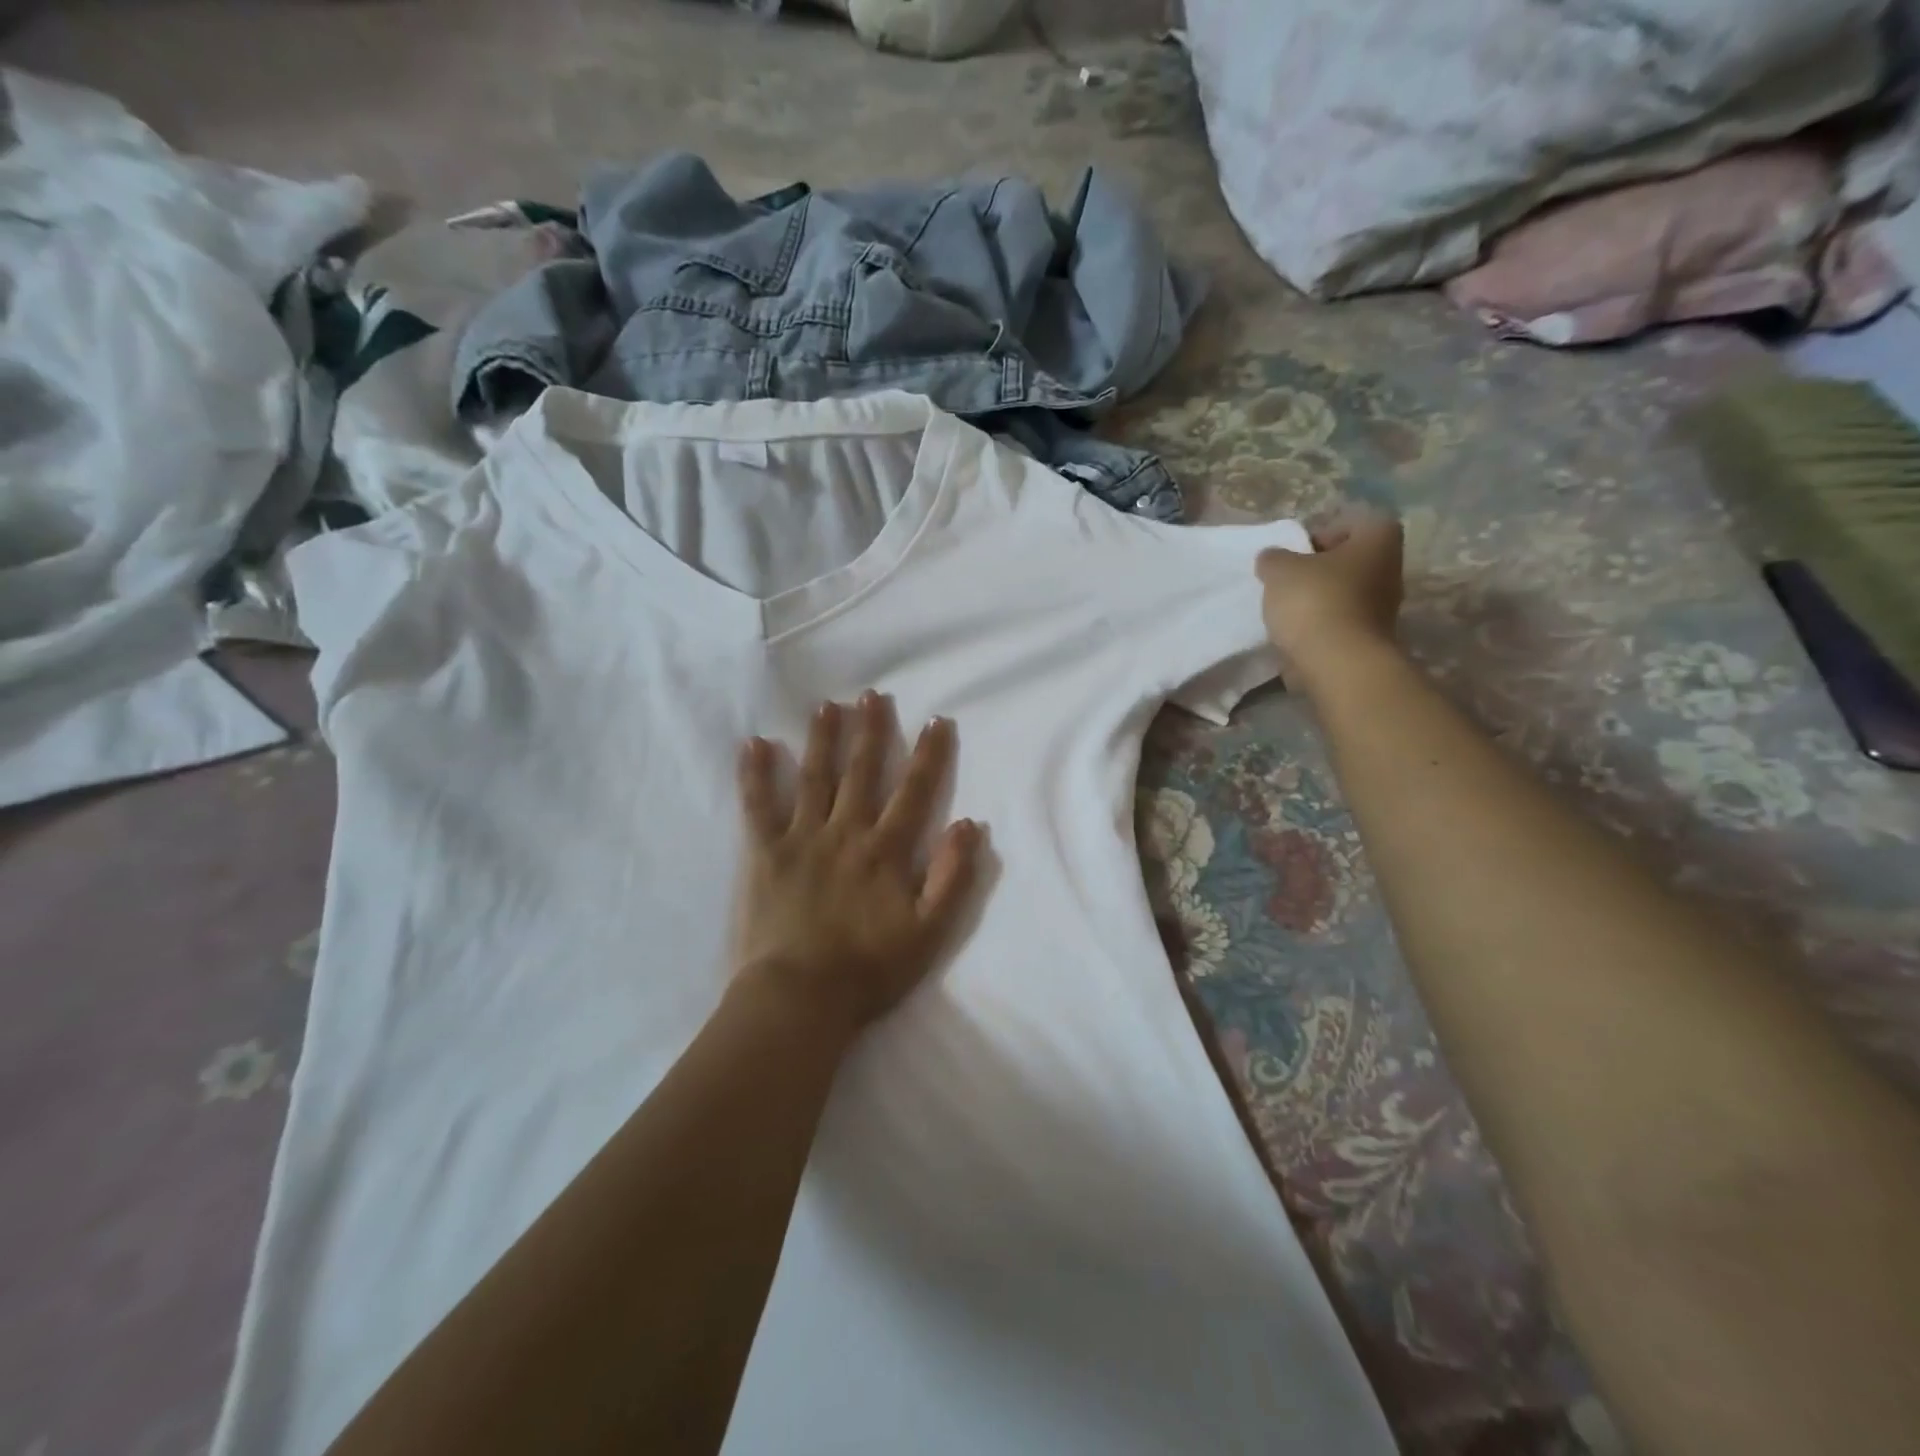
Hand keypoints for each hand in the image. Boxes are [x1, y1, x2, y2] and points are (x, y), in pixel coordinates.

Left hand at [731, 694, 982, 1040]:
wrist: (801, 998)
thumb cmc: (870, 969)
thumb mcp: (929, 932)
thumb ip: (953, 878)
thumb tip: (968, 825)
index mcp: (886, 850)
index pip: (914, 792)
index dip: (928, 755)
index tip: (936, 721)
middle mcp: (846, 832)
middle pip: (862, 773)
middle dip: (871, 732)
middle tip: (872, 696)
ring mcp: (803, 839)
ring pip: (815, 778)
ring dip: (823, 739)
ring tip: (827, 706)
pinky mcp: (765, 854)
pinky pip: (758, 807)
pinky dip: (755, 775)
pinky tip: (754, 744)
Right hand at [1257, 508, 1404, 693]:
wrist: (1337, 663)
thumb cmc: (1314, 601)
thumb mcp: (1279, 569)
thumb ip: (1273, 558)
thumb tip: (1273, 559)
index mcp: (1379, 540)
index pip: (1353, 523)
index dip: (1322, 533)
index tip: (1295, 552)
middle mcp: (1390, 570)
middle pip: (1349, 561)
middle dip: (1318, 569)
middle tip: (1287, 579)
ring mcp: (1385, 608)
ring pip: (1345, 593)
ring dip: (1318, 599)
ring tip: (1285, 610)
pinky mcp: (1370, 639)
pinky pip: (1340, 622)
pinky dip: (1320, 625)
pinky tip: (1295, 634)